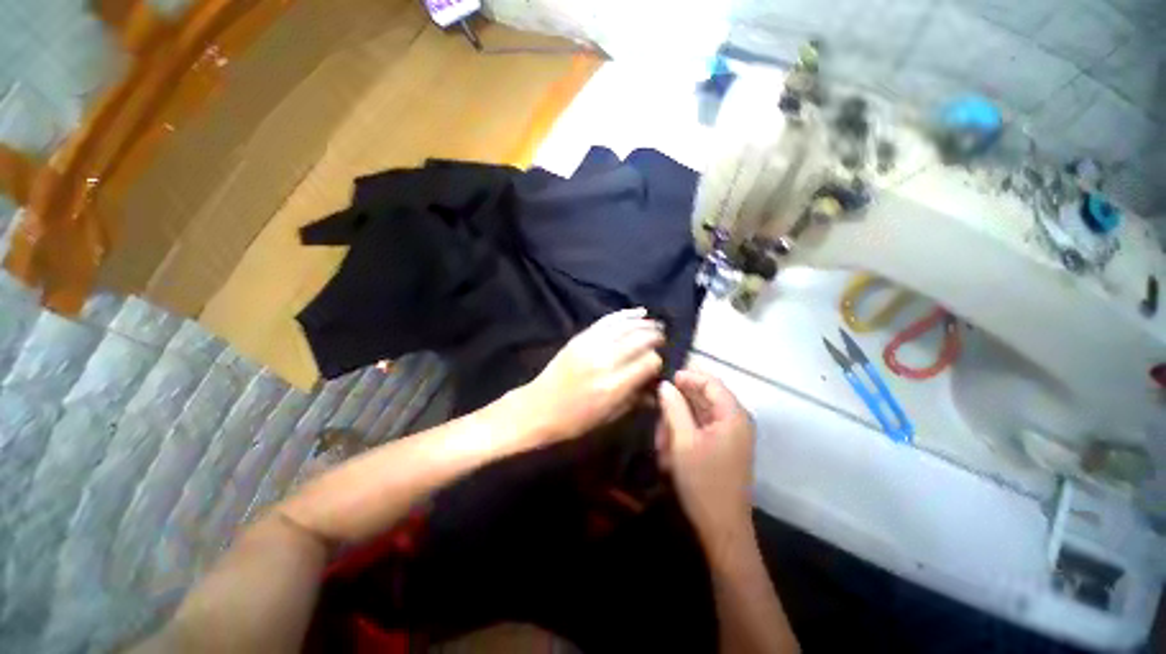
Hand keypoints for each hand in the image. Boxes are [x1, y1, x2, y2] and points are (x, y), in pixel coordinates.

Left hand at [518, 308, 663, 443]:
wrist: (538, 407)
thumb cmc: (574, 420)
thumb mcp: (609, 417)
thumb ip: (635, 399)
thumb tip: (656, 387)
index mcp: (613, 386)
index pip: (648, 363)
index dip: (657, 362)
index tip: (657, 365)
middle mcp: (604, 362)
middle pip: (639, 340)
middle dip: (655, 337)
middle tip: (662, 339)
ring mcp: (590, 346)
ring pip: (625, 327)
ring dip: (644, 323)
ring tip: (655, 323)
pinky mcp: (580, 338)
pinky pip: (607, 321)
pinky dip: (624, 315)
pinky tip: (637, 312)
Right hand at [657, 368, 755, 540]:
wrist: (722, 528)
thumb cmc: (702, 481)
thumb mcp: (682, 441)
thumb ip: (674, 408)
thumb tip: (665, 385)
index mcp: (733, 415)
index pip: (711, 383)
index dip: (688, 377)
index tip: (665, 380)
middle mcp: (736, 421)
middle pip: (706, 397)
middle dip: (680, 404)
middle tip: (659, 415)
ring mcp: (731, 435)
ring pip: (701, 414)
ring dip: (679, 421)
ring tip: (663, 439)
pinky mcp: (724, 447)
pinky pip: (702, 429)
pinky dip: (685, 432)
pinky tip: (671, 446)